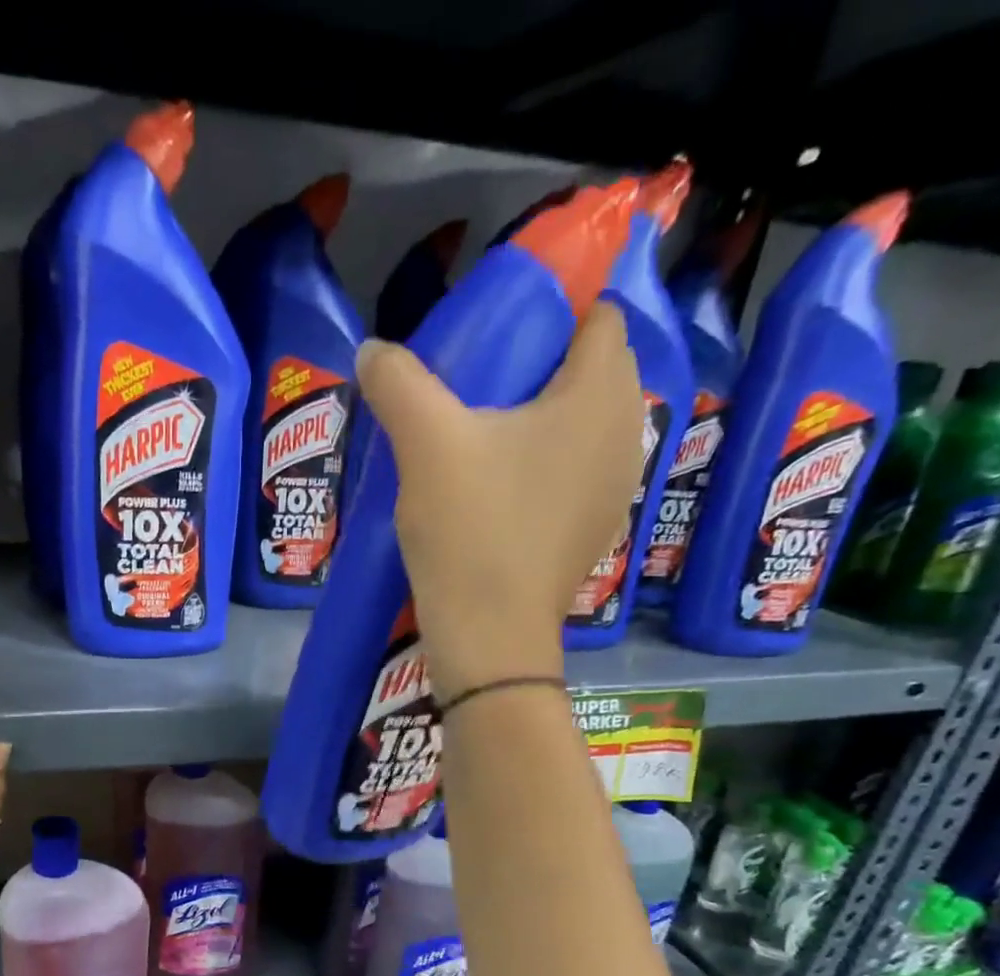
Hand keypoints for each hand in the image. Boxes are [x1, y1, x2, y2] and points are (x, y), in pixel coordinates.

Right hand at [354, 303, 643, 699]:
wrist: (490, 636)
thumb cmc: (470, 529)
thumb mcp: (425, 445)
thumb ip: (399, 383)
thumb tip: (372, 349)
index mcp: (600, 395)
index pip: (597, 317)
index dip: (550, 315)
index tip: (493, 339)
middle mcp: (627, 432)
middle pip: (591, 371)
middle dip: (540, 366)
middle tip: (477, 387)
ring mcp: (616, 487)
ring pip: (583, 425)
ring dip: (540, 419)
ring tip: (481, 438)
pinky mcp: (595, 529)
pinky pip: (576, 471)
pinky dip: (544, 465)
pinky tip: (496, 490)